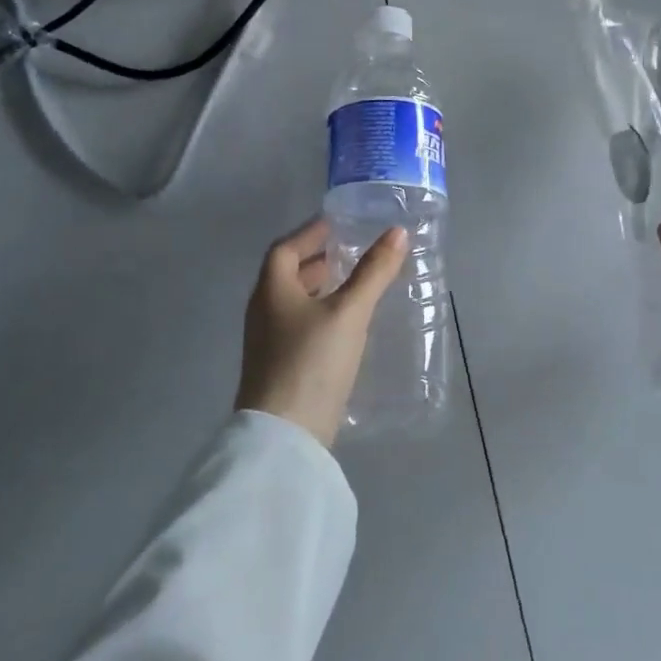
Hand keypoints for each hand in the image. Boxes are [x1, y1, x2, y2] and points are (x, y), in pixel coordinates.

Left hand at [238, 216, 408, 446]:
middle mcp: (263, 311)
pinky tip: (347, 325)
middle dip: (319, 260)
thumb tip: (397, 232)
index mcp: (271, 289)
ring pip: (295, 302)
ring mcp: (268, 343)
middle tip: (354, 252)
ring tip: (356, 285)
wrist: (284, 437)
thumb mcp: (349, 312)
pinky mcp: (280, 368)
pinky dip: (322, 315)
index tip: (338, 224)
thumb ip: (373, 272)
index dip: (311, 233)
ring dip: (321, 289)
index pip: (285, 248)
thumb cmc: (312, 361)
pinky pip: (300, 327)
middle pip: (288, 274)